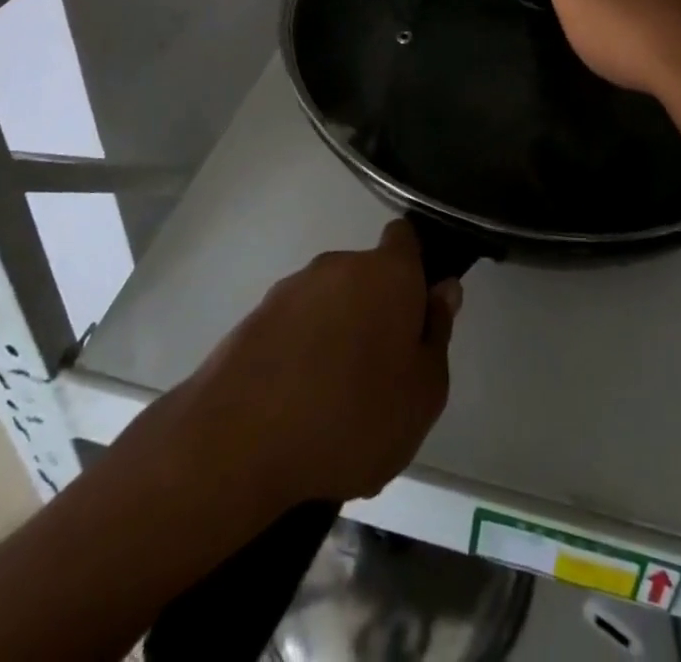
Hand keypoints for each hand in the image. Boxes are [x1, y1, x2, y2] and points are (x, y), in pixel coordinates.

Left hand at [168, 220, 460, 509]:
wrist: (239, 441)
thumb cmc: (352, 416)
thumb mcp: (423, 393)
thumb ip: (438, 334)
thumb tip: (442, 290)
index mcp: (388, 273)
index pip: (406, 238)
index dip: (416, 267)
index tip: (418, 310)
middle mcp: (339, 265)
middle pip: (368, 277)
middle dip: (377, 312)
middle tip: (381, 373)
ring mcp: (292, 288)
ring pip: (330, 303)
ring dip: (337, 334)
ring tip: (334, 401)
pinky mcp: (255, 317)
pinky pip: (294, 327)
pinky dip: (301, 353)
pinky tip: (296, 406)